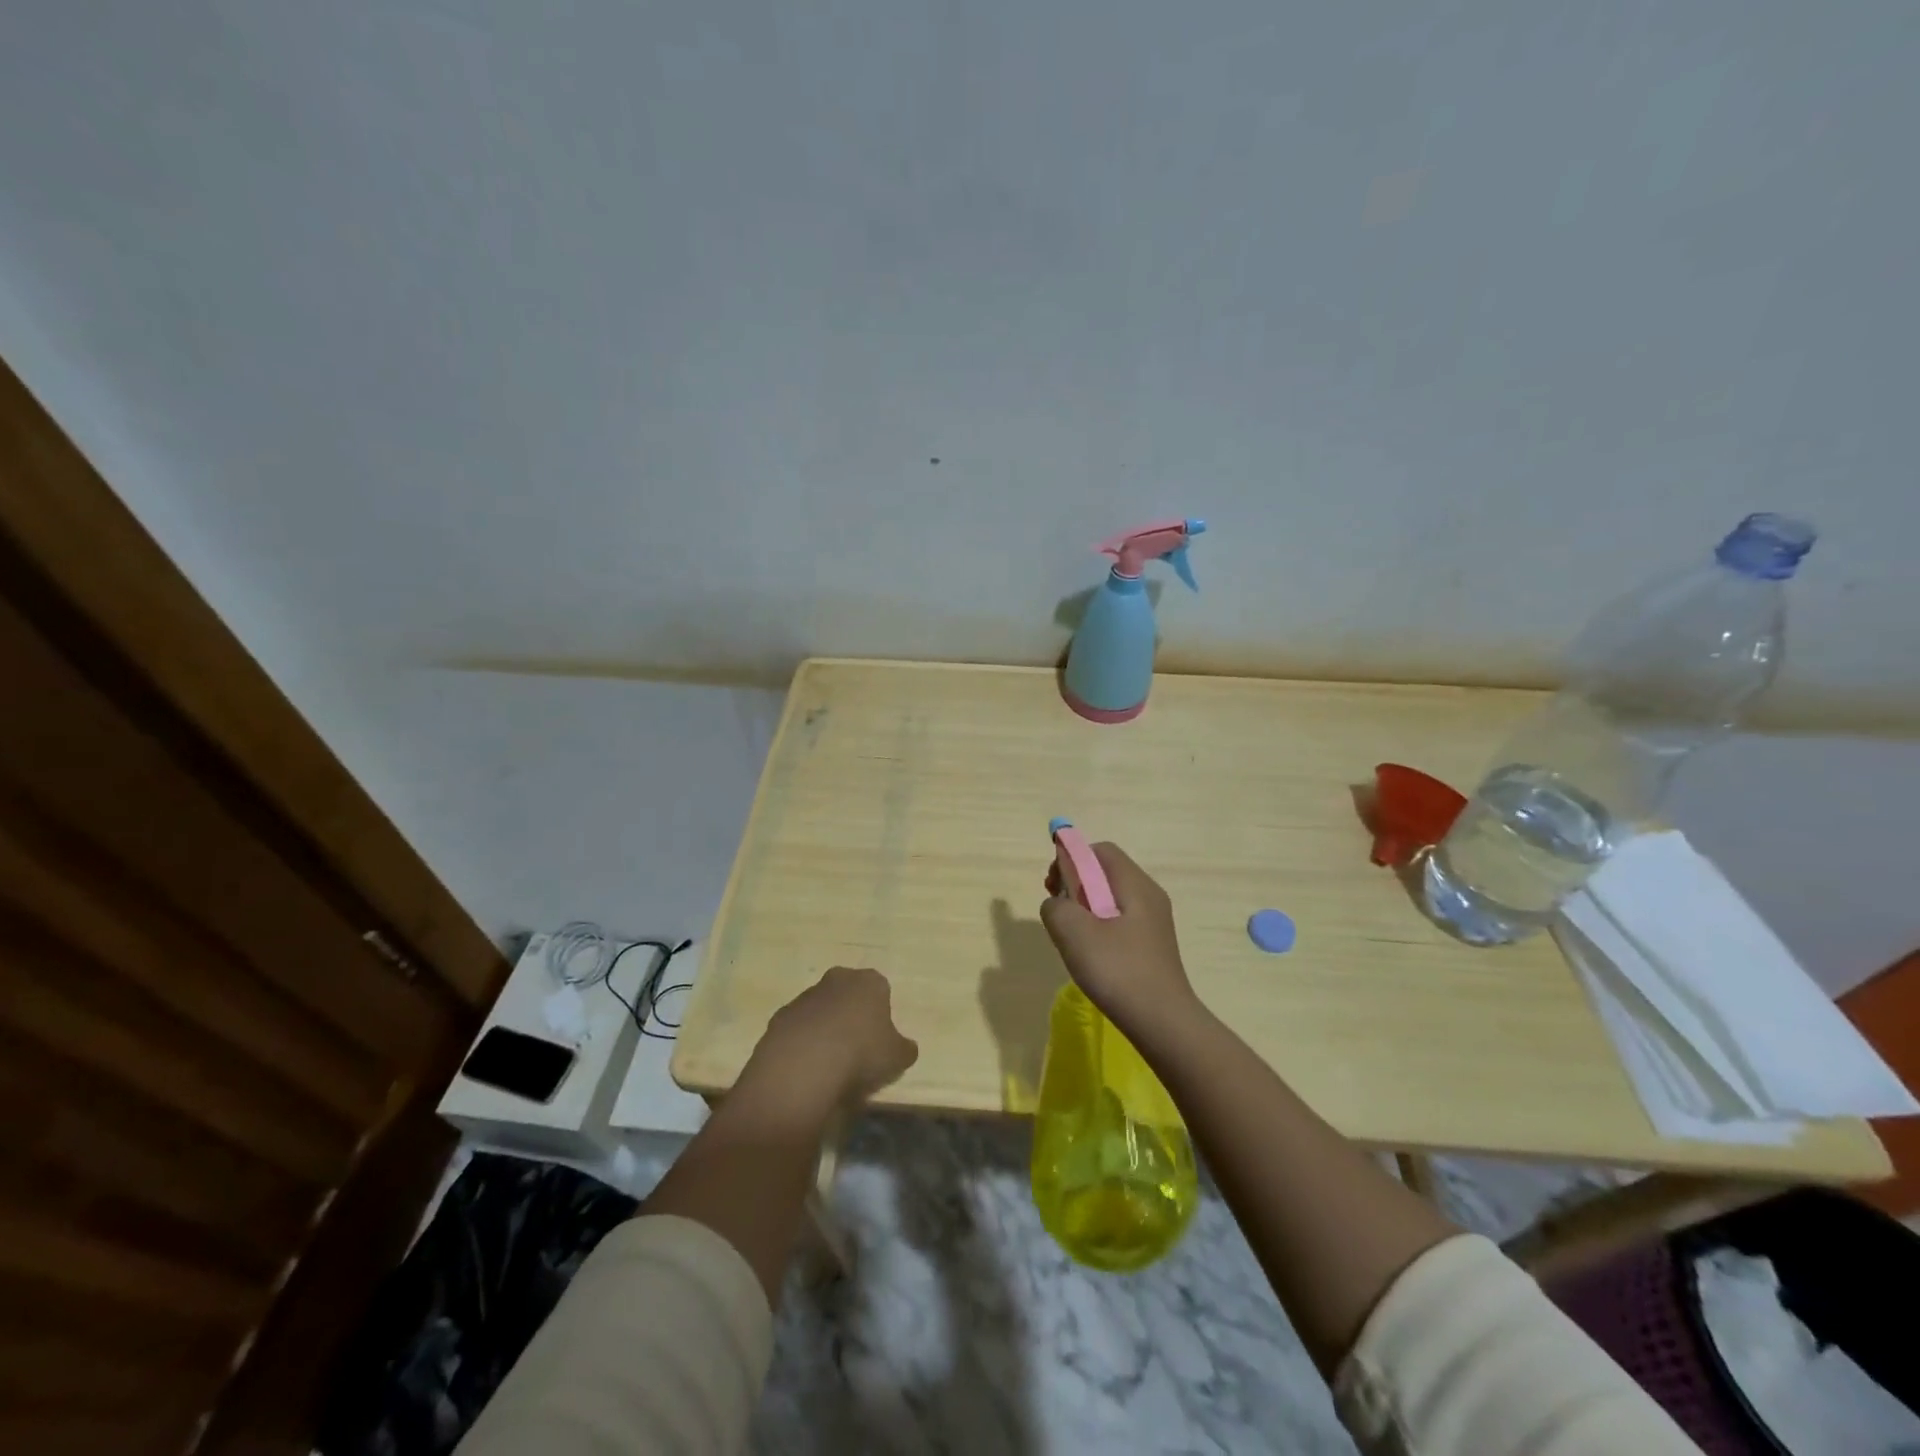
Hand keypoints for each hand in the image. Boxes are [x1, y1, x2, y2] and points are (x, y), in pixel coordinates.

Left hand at [740, 966, 918, 1114]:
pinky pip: (797, 1029)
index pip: (881, 989)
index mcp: (869, 982)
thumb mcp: (897, 1057)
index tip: (880, 1040)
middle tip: (856, 1049)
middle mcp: (836, 980)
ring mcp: (804, 997)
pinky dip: (802, 1044)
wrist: (803, 1068)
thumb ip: (904, 1048)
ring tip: (829, 1065)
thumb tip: (906, 1048)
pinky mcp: (779, 1018)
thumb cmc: (861, 1054)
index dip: (881, 1014)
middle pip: (848, 994)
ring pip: (820, 1010)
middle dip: (851, 1015)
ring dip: (824, 1029)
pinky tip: (806, 1068)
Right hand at [1040, 842, 1197, 1031]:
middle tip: (1057, 910)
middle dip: (1075, 883)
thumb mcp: (1074, 932)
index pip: (1100, 850)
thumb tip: (1057, 904)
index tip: (1053, 886)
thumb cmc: (1118, 970)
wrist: (1162, 1023)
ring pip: (1110, 898)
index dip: (1072, 858)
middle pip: (1106, 872)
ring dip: (1084, 907)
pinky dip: (1098, 927)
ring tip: (1070, 935)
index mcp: (1135, 885)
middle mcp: (1149, 896)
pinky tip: (1090, 954)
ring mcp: (1153, 922)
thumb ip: (1056, 906)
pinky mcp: (1151, 945)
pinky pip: (1119, 921)